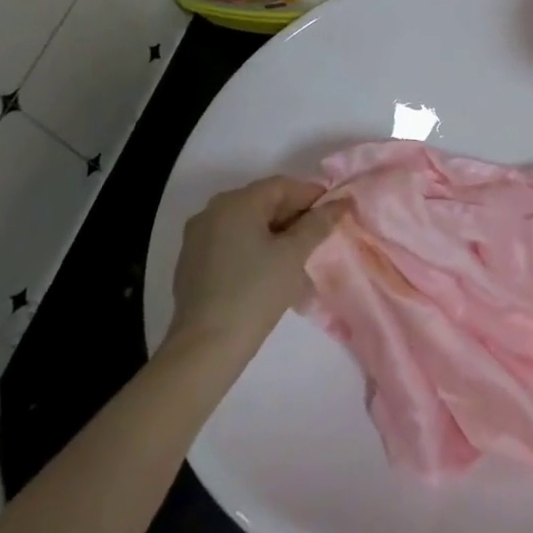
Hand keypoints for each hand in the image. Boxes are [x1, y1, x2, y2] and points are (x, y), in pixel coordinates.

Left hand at [166, 175, 347, 353]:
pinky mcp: (192, 262)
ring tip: (298, 254)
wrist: (206, 347)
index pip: (282, 186)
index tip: (334, 213)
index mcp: (236, 202)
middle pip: (263, 201)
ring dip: (275, 232)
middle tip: (319, 236)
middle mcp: (212, 211)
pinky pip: (230, 241)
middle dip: (294, 215)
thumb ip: (319, 223)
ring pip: (247, 223)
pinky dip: (253, 246)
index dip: (312, 196)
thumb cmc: (256, 292)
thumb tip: (341, 202)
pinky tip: (269, 269)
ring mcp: (197, 237)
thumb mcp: (294, 254)